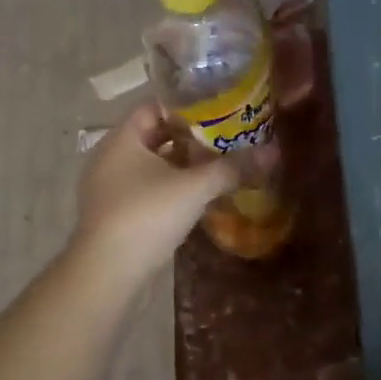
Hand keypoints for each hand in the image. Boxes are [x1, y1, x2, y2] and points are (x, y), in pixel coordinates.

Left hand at [72, 103, 237, 284]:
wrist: (108, 274)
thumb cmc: (147, 216)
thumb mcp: (194, 188)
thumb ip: (232, 168)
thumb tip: (272, 152)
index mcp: (122, 139)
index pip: (154, 107)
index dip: (186, 106)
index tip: (218, 110)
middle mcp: (111, 157)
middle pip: (155, 136)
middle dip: (190, 138)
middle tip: (226, 137)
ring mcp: (110, 188)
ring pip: (152, 166)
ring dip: (182, 166)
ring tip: (219, 165)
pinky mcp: (116, 214)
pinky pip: (147, 190)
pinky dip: (171, 188)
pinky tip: (198, 197)